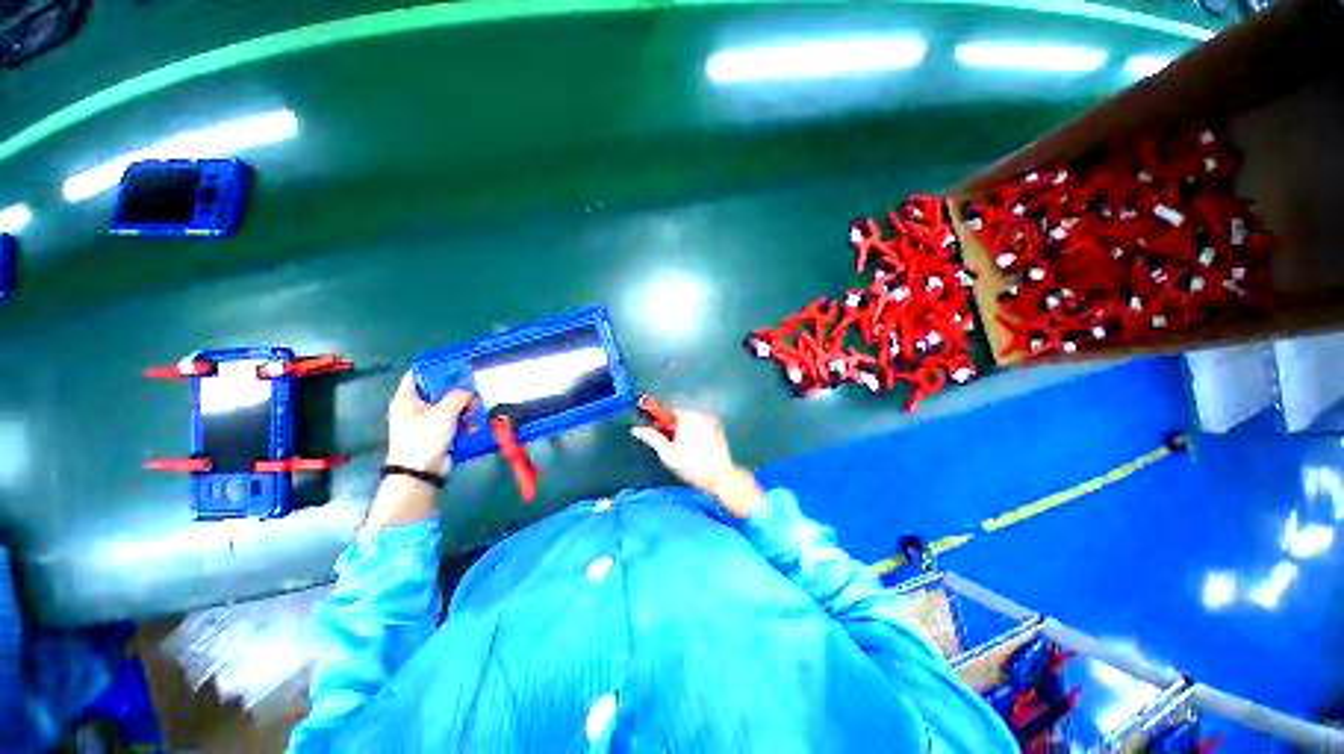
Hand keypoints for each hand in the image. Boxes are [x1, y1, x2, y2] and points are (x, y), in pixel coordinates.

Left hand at [385, 372, 474, 476]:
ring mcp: (428, 421)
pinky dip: (465, 421)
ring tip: (476, 410)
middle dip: (458, 390)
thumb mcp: (443, 412)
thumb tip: (469, 393)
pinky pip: (455, 420)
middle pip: (439, 390)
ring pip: (450, 406)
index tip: (456, 365)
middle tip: (473, 389)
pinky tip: (475, 424)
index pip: (418, 374)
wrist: (421, 472)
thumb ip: (458, 396)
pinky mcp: (439, 433)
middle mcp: (416, 407)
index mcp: (407, 399)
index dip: (435, 367)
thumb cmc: (424, 438)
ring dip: (465, 407)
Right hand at [631, 407, 762, 518]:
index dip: (661, 419)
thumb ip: (652, 437)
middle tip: (669, 441)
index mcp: (686, 416)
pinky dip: (697, 432)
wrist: (719, 476)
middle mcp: (700, 414)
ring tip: (683, 447)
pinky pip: (704, 426)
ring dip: (685, 429)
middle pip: (682, 414)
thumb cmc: (691, 465)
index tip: (657, 429)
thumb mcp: (667, 452)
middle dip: (673, 425)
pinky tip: (696, 448)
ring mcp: (712, 421)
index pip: (669, 409)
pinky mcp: (720, 430)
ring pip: (693, 421)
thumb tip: (636, 429)